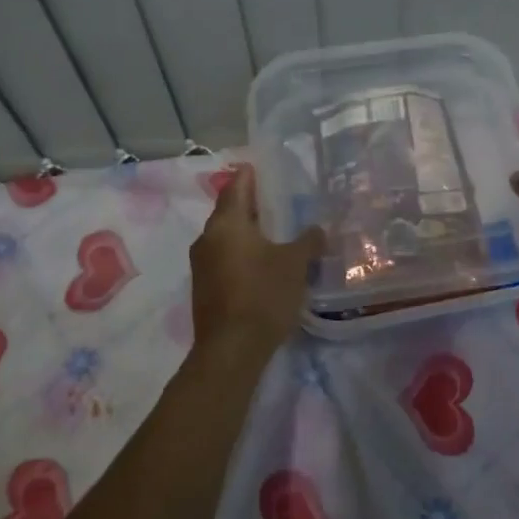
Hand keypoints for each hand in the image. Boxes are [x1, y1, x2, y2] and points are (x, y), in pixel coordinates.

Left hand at [189, 165, 325, 371]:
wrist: (231, 350)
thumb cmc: (263, 295)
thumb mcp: (295, 264)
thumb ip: (308, 241)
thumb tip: (317, 230)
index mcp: (226, 224)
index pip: (236, 186)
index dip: (250, 175)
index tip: (264, 168)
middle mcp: (207, 238)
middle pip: (229, 211)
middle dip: (251, 204)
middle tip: (278, 201)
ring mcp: (201, 264)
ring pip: (226, 236)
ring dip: (247, 231)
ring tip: (275, 232)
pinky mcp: (204, 287)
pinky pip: (224, 258)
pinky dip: (242, 252)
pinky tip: (263, 262)